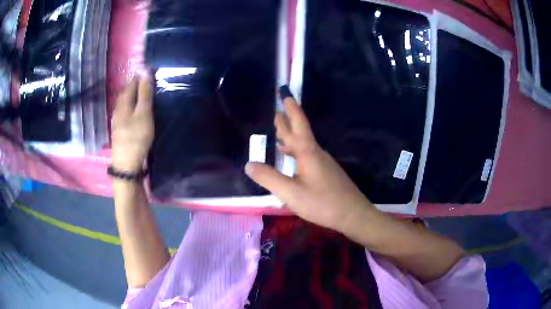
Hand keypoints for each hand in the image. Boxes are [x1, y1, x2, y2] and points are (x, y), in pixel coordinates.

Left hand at [111, 75, 153, 172]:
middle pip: (125, 93)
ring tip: (142, 95)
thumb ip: (145, 93)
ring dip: (132, 96)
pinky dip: (131, 107)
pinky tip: (135, 112)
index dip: (140, 76)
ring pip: (124, 103)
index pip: (131, 83)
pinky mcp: (119, 131)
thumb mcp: (143, 113)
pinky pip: (124, 112)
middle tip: (147, 81)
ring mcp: (117, 121)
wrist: (126, 165)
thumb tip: (146, 70)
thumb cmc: (136, 137)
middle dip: (135, 85)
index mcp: (123, 103)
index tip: (150, 71)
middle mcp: (118, 110)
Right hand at [245, 86, 375, 232]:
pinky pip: (306, 156)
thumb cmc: (322, 203)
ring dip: (291, 136)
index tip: (285, 92)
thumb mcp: (290, 193)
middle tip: (279, 108)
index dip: (290, 107)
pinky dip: (295, 151)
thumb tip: (249, 163)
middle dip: (288, 119)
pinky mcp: (325, 173)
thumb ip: (269, 178)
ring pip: (303, 144)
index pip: (297, 123)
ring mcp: (322, 163)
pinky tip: (290, 158)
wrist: (353, 214)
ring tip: (280, 130)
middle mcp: (315, 153)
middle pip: (300, 132)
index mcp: (307, 152)